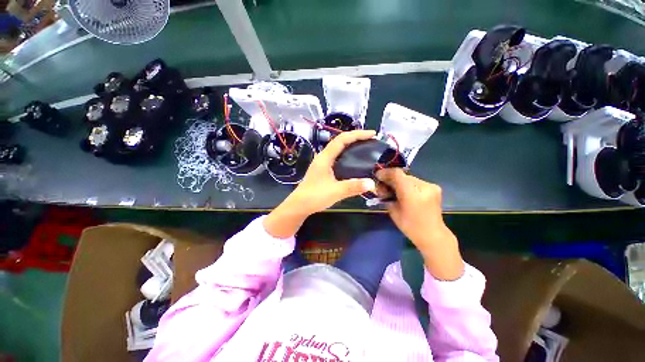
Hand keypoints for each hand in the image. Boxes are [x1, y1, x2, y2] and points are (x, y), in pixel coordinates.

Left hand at [264, 130, 377, 237]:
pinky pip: (337, 157)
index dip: (357, 134)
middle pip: (340, 141)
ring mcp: (322, 163)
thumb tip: (372, 183)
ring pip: (338, 149)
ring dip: (351, 145)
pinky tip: (353, 161)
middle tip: (371, 140)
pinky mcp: (323, 169)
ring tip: (365, 148)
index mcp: (325, 158)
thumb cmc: (315, 196)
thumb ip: (353, 187)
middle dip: (356, 137)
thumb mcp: (335, 192)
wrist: (299, 205)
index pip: (342, 139)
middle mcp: (323, 157)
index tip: (372, 134)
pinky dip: (347, 154)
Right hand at [376, 168, 463, 280]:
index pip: (397, 174)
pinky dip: (407, 184)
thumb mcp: (393, 211)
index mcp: (412, 193)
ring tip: (393, 189)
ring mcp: (431, 186)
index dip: (385, 173)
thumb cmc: (410, 226)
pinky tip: (404, 192)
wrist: (433, 234)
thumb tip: (381, 186)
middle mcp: (423, 186)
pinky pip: (415, 182)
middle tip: (383, 185)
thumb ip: (387, 196)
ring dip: (399, 181)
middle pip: (402, 175)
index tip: (377, 176)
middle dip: (391, 178)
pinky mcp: (434, 187)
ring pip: (409, 178)